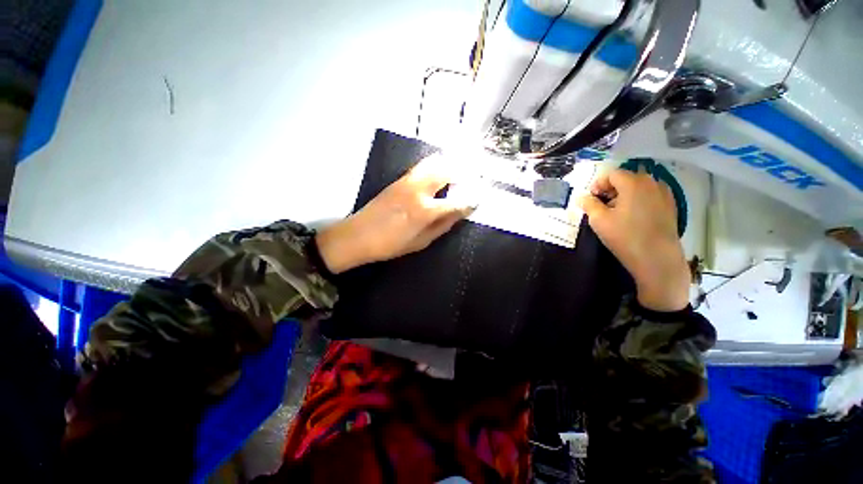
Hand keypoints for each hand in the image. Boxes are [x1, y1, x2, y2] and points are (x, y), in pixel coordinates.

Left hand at [315, 155, 475, 273]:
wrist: (359, 235)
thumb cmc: (391, 244)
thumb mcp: (421, 241)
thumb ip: (442, 226)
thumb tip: (459, 214)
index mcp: (425, 210)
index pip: (456, 202)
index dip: (470, 201)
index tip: (478, 201)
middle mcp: (419, 190)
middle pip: (447, 172)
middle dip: (464, 174)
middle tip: (472, 180)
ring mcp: (408, 181)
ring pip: (434, 163)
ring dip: (449, 165)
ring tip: (459, 172)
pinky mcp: (399, 179)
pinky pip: (422, 166)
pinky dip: (435, 165)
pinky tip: (439, 172)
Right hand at [577, 169, 689, 311]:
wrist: (657, 259)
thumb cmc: (625, 237)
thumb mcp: (599, 220)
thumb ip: (588, 204)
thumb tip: (582, 197)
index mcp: (633, 183)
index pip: (611, 173)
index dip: (597, 184)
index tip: (591, 200)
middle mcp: (651, 183)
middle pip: (626, 178)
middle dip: (610, 189)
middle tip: (601, 206)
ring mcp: (664, 194)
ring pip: (638, 187)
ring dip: (624, 195)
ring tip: (616, 213)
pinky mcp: (670, 206)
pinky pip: (650, 196)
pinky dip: (638, 201)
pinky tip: (633, 218)